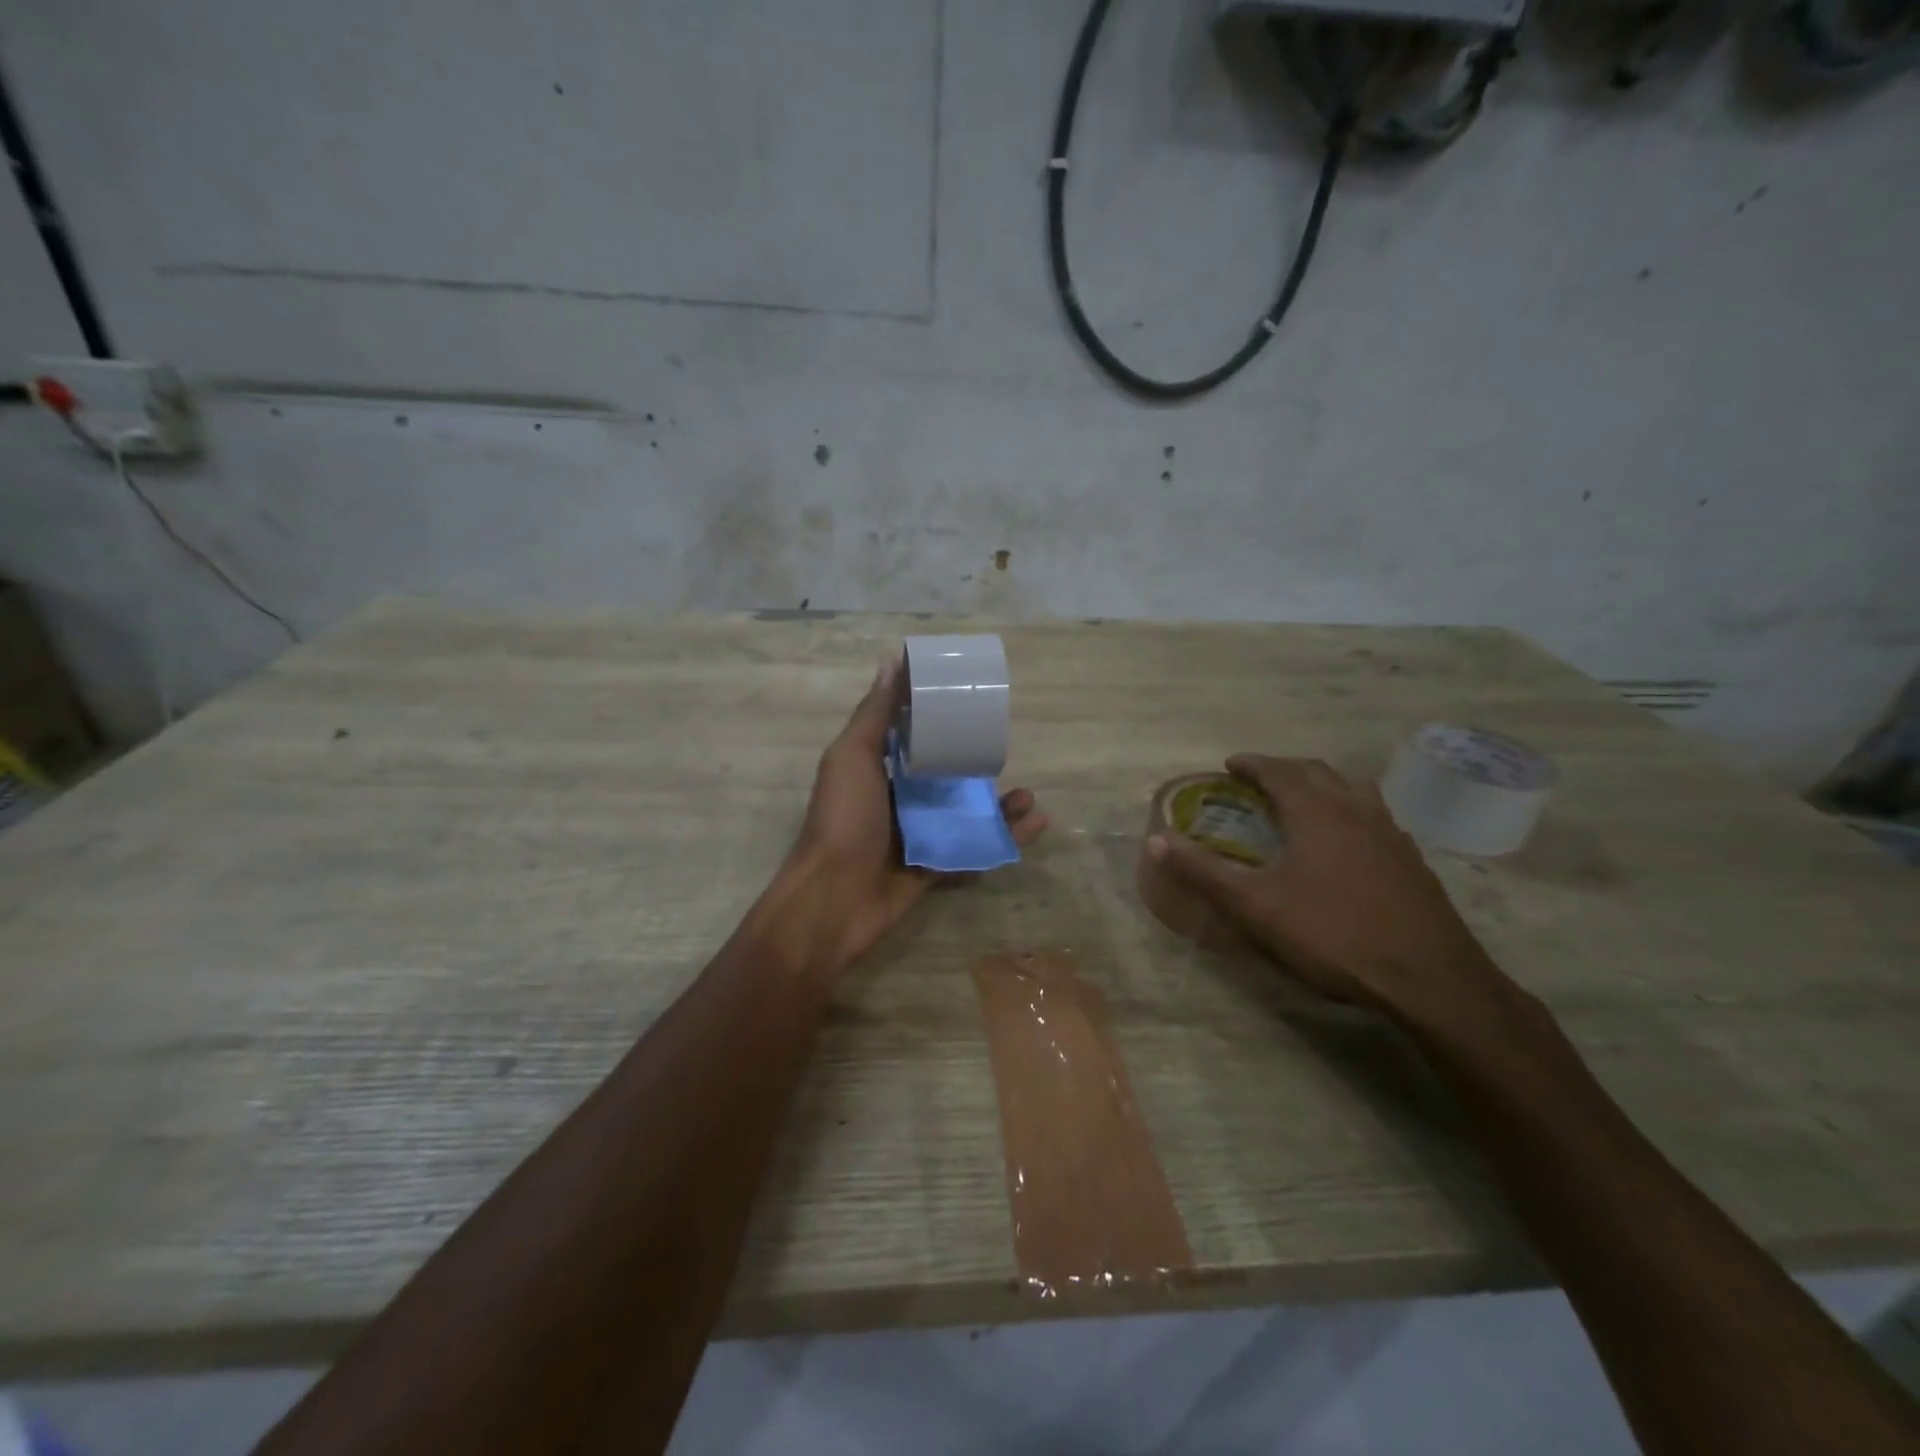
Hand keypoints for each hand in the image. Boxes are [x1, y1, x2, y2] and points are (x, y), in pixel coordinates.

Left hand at [787, 657, 1047, 968]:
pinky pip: (973, 850)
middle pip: (945, 777)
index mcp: (876, 769)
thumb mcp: (854, 757)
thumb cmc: (842, 819)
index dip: (939, 721)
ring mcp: (917, 835)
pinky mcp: (934, 867)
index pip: (912, 738)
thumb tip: (892, 660)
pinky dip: (1003, 840)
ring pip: (965, 815)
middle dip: (977, 766)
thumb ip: (875, 714)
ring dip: (998, 805)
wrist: (833, 899)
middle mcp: (897, 800)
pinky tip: (1034, 826)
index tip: (972, 703)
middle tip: (1009, 752)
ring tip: (1029, 796)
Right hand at [1146, 754, 1513, 1032]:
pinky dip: (1348, 811)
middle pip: (1317, 772)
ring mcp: (1391, 834)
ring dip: (1321, 785)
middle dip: (1284, 769)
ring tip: (1301, 802)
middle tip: (1258, 782)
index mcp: (1317, 812)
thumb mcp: (1255, 906)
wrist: (1431, 980)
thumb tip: (1155, 841)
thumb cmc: (1334, 935)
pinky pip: (1374, 816)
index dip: (1252, 763)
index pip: (1279, 770)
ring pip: (1352, 789)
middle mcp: (1356, 810)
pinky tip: (1345, 843)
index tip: (1231, 765)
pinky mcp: (1412, 861)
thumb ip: (1203, 871)